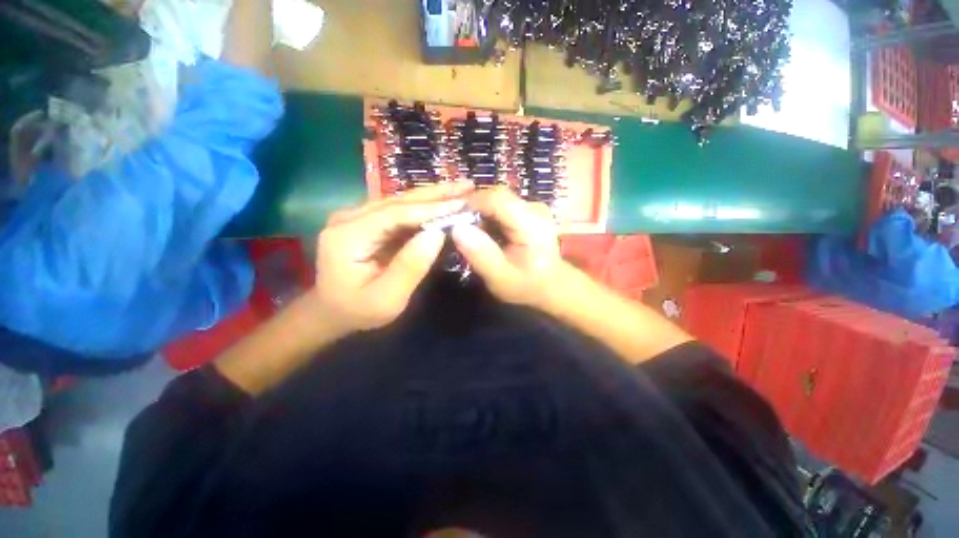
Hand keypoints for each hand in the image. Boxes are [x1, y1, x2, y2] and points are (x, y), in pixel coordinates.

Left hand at [315, 182, 472, 333]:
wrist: (331, 312)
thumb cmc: (358, 310)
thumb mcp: (386, 299)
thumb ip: (410, 267)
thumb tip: (437, 234)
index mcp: (348, 236)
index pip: (396, 213)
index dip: (430, 209)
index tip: (462, 205)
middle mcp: (349, 218)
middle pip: (399, 200)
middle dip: (436, 194)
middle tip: (468, 186)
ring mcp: (356, 217)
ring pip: (400, 201)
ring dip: (432, 196)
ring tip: (461, 190)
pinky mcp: (366, 221)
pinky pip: (399, 210)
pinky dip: (423, 206)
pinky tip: (442, 202)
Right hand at [451, 186, 566, 308]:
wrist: (551, 285)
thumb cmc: (527, 285)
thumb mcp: (500, 278)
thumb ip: (481, 255)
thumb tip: (457, 228)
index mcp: (532, 224)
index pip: (496, 198)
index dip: (470, 205)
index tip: (454, 223)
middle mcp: (534, 208)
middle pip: (495, 196)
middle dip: (473, 211)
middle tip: (461, 233)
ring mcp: (532, 207)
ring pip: (496, 199)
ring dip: (480, 215)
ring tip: (473, 237)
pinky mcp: (528, 210)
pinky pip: (501, 206)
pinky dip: (488, 217)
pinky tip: (485, 235)